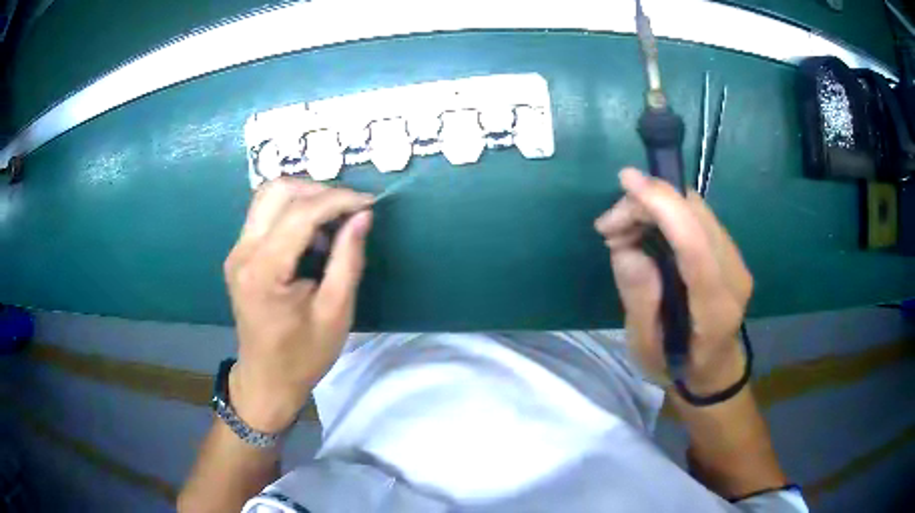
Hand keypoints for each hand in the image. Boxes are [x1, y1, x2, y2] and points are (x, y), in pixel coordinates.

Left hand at [223, 178, 373, 432]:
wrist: (267, 379)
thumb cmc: (303, 355)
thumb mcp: (335, 312)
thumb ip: (348, 259)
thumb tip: (363, 215)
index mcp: (264, 271)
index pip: (300, 213)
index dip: (338, 200)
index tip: (370, 203)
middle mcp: (243, 252)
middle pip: (277, 190)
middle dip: (319, 190)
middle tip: (350, 210)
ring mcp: (237, 251)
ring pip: (268, 196)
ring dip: (305, 198)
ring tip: (334, 222)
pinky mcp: (239, 254)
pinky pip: (265, 214)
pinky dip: (293, 212)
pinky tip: (313, 236)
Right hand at [594, 168, 752, 394]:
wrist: (715, 370)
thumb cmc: (677, 367)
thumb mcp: (646, 349)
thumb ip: (639, 300)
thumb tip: (626, 247)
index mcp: (714, 309)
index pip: (695, 245)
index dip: (664, 205)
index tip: (628, 180)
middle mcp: (734, 276)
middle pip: (695, 215)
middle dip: (648, 203)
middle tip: (610, 227)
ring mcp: (737, 260)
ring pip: (696, 208)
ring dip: (655, 206)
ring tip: (623, 231)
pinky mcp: (732, 252)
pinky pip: (698, 216)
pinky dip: (667, 213)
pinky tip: (646, 231)